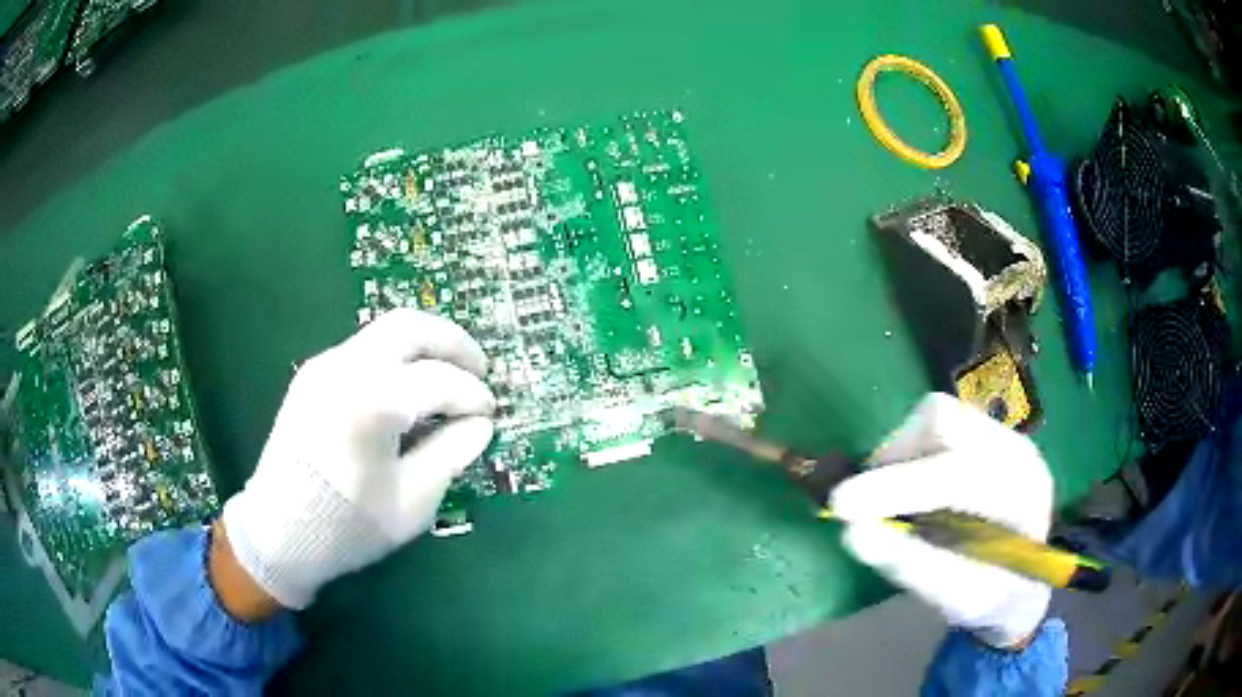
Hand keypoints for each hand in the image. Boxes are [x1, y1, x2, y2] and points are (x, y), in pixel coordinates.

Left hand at [219, 309, 495, 610]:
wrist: (279, 532)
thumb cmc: (349, 526)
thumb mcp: (413, 500)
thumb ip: (451, 452)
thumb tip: (480, 424)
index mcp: (373, 400)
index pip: (440, 380)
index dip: (473, 395)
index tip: (491, 415)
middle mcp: (346, 367)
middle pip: (410, 327)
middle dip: (452, 342)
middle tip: (480, 369)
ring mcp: (324, 366)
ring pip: (384, 332)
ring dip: (423, 346)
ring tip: (448, 376)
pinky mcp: (311, 376)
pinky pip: (363, 350)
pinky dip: (396, 359)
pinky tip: (408, 389)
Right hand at [830, 393, 1053, 648]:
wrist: (1025, 579)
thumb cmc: (991, 595)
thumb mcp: (954, 597)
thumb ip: (909, 565)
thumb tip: (852, 532)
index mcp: (1020, 496)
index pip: (956, 475)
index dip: (896, 487)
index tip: (840, 506)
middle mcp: (1015, 450)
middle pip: (944, 423)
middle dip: (896, 460)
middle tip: (872, 502)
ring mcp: (1004, 434)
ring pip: (937, 415)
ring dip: (902, 454)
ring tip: (898, 497)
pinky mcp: (988, 432)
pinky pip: (939, 423)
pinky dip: (913, 451)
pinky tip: (918, 487)